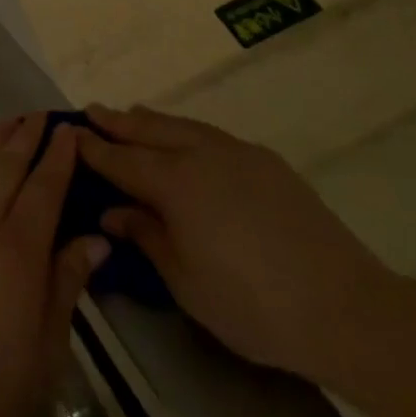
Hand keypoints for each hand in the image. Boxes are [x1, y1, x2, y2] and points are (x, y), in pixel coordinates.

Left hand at [0, 115, 108, 416]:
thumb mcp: (49, 341)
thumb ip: (68, 280)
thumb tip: (97, 237)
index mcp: (19, 249)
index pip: (45, 186)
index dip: (59, 155)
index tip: (70, 128)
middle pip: (8, 166)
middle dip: (27, 136)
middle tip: (42, 113)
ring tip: (12, 121)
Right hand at [78, 104, 397, 378]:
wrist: (343, 305)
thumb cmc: (252, 304)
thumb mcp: (185, 281)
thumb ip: (146, 237)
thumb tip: (114, 211)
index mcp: (176, 183)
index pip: (123, 160)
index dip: (95, 148)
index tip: (71, 133)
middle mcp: (202, 154)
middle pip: (150, 130)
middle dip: (119, 121)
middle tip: (93, 110)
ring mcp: (237, 152)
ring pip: (182, 125)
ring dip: (152, 120)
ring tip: (133, 114)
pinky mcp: (265, 161)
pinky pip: (212, 135)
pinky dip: (186, 131)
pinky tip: (186, 141)